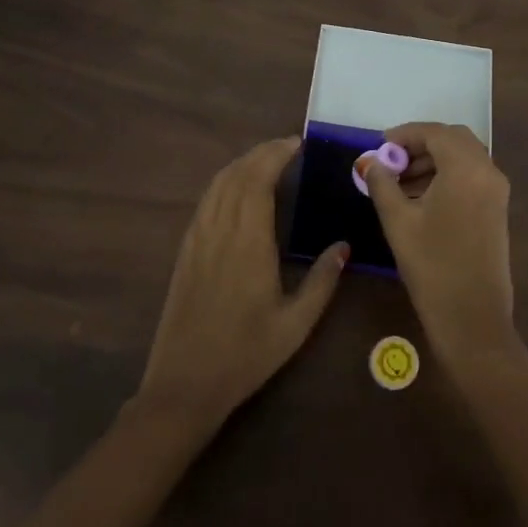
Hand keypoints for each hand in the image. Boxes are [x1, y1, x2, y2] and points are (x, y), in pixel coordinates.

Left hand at [138, 137, 346, 426]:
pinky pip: (206, 201)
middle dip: (262, 152)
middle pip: (237, 173)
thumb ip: (322, 281)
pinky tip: (238, 190)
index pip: (259, 179)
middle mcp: (220, 230)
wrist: (184, 384)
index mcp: (248, 242)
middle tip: (289, 146)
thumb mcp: (295, 324)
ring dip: (242, 163)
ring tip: (268, 159)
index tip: (299, 143)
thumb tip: (343, 246)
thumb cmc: (245, 355)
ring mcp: (198, 238)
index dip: (277, 153)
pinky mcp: (186, 250)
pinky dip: (224, 182)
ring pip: (218, 183)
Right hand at [363, 123, 517, 368]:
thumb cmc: (432, 266)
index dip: (405, 134)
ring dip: (434, 160)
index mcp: (466, 168)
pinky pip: (472, 176)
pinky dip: (448, 175)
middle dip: (421, 145)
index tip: (379, 146)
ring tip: (400, 182)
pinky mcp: (498, 209)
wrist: (472, 317)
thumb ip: (382, 184)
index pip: (435, 133)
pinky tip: (421, 198)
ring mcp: (497, 191)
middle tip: (391, 161)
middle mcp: (488, 172)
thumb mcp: (398, 221)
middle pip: (454, 140)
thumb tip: (369, 162)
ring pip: (464, 158)